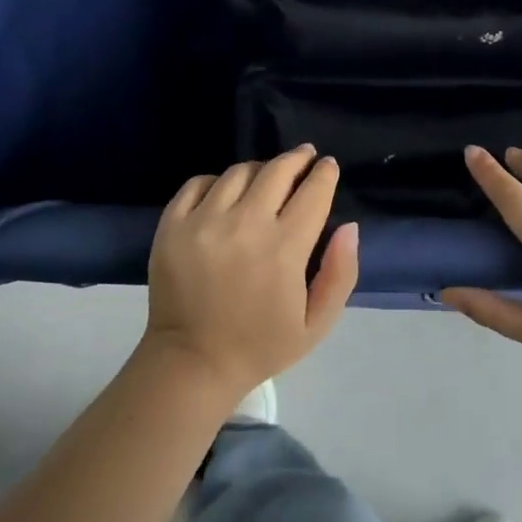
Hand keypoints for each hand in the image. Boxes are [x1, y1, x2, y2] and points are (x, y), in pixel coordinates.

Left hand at [144, 146, 358, 399]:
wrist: (192, 364)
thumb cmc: (261, 346)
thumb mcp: (317, 323)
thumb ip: (340, 273)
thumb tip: (349, 226)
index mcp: (284, 249)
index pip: (313, 192)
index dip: (325, 173)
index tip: (328, 166)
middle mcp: (244, 225)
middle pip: (277, 171)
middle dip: (297, 159)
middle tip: (305, 157)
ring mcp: (203, 222)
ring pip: (239, 172)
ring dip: (260, 169)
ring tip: (267, 177)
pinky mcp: (172, 226)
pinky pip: (198, 184)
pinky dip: (217, 181)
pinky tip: (226, 192)